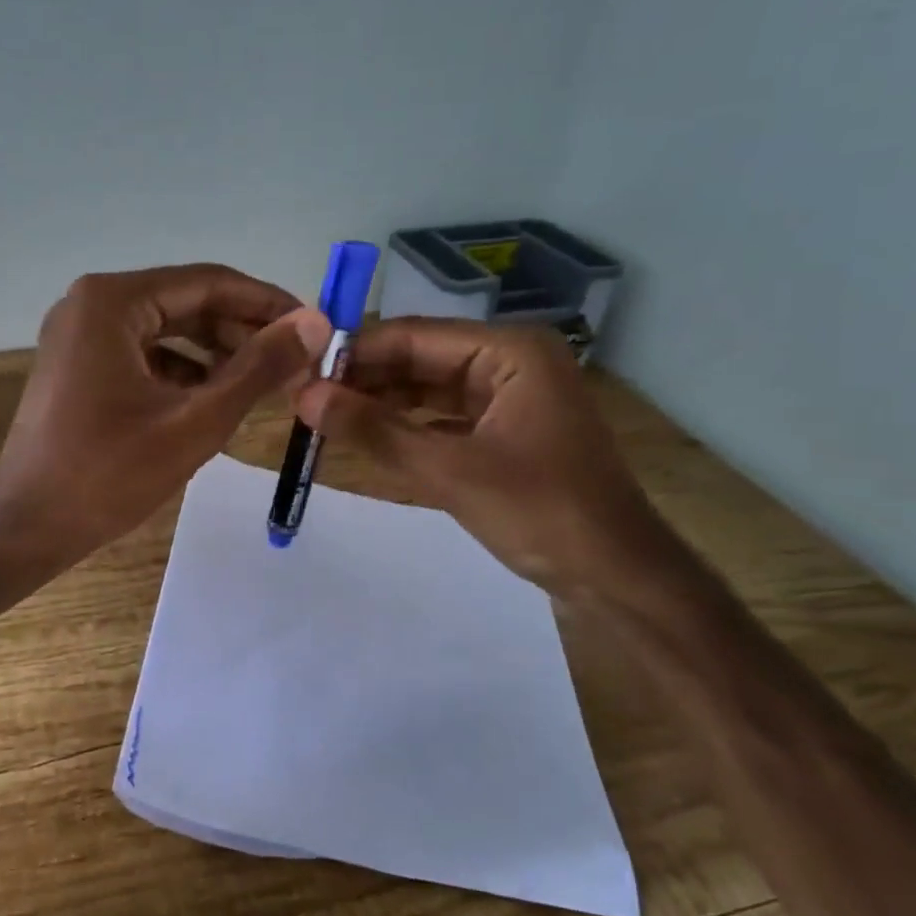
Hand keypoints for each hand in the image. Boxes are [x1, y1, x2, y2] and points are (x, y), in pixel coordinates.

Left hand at [0, 265, 331, 562]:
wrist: (26, 526)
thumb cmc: (108, 473)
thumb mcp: (195, 421)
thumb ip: (258, 368)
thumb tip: (314, 323)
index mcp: (113, 301)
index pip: (210, 283)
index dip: (268, 304)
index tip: (315, 328)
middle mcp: (93, 303)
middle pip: (188, 303)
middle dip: (243, 332)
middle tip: (295, 364)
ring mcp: (81, 334)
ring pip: (168, 330)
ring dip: (217, 354)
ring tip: (265, 384)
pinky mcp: (79, 365)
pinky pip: (145, 354)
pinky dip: (183, 372)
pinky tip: (216, 399)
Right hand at [295, 318, 674, 595]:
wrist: (616, 578)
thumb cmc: (541, 513)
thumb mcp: (448, 470)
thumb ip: (373, 430)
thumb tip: (303, 396)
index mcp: (509, 351)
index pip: (413, 337)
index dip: (353, 352)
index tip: (298, 369)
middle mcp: (509, 361)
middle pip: (419, 359)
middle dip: (363, 378)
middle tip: (302, 396)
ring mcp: (508, 397)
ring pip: (427, 389)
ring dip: (379, 403)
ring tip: (321, 415)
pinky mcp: (504, 431)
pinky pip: (442, 417)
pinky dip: (405, 426)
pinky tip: (363, 435)